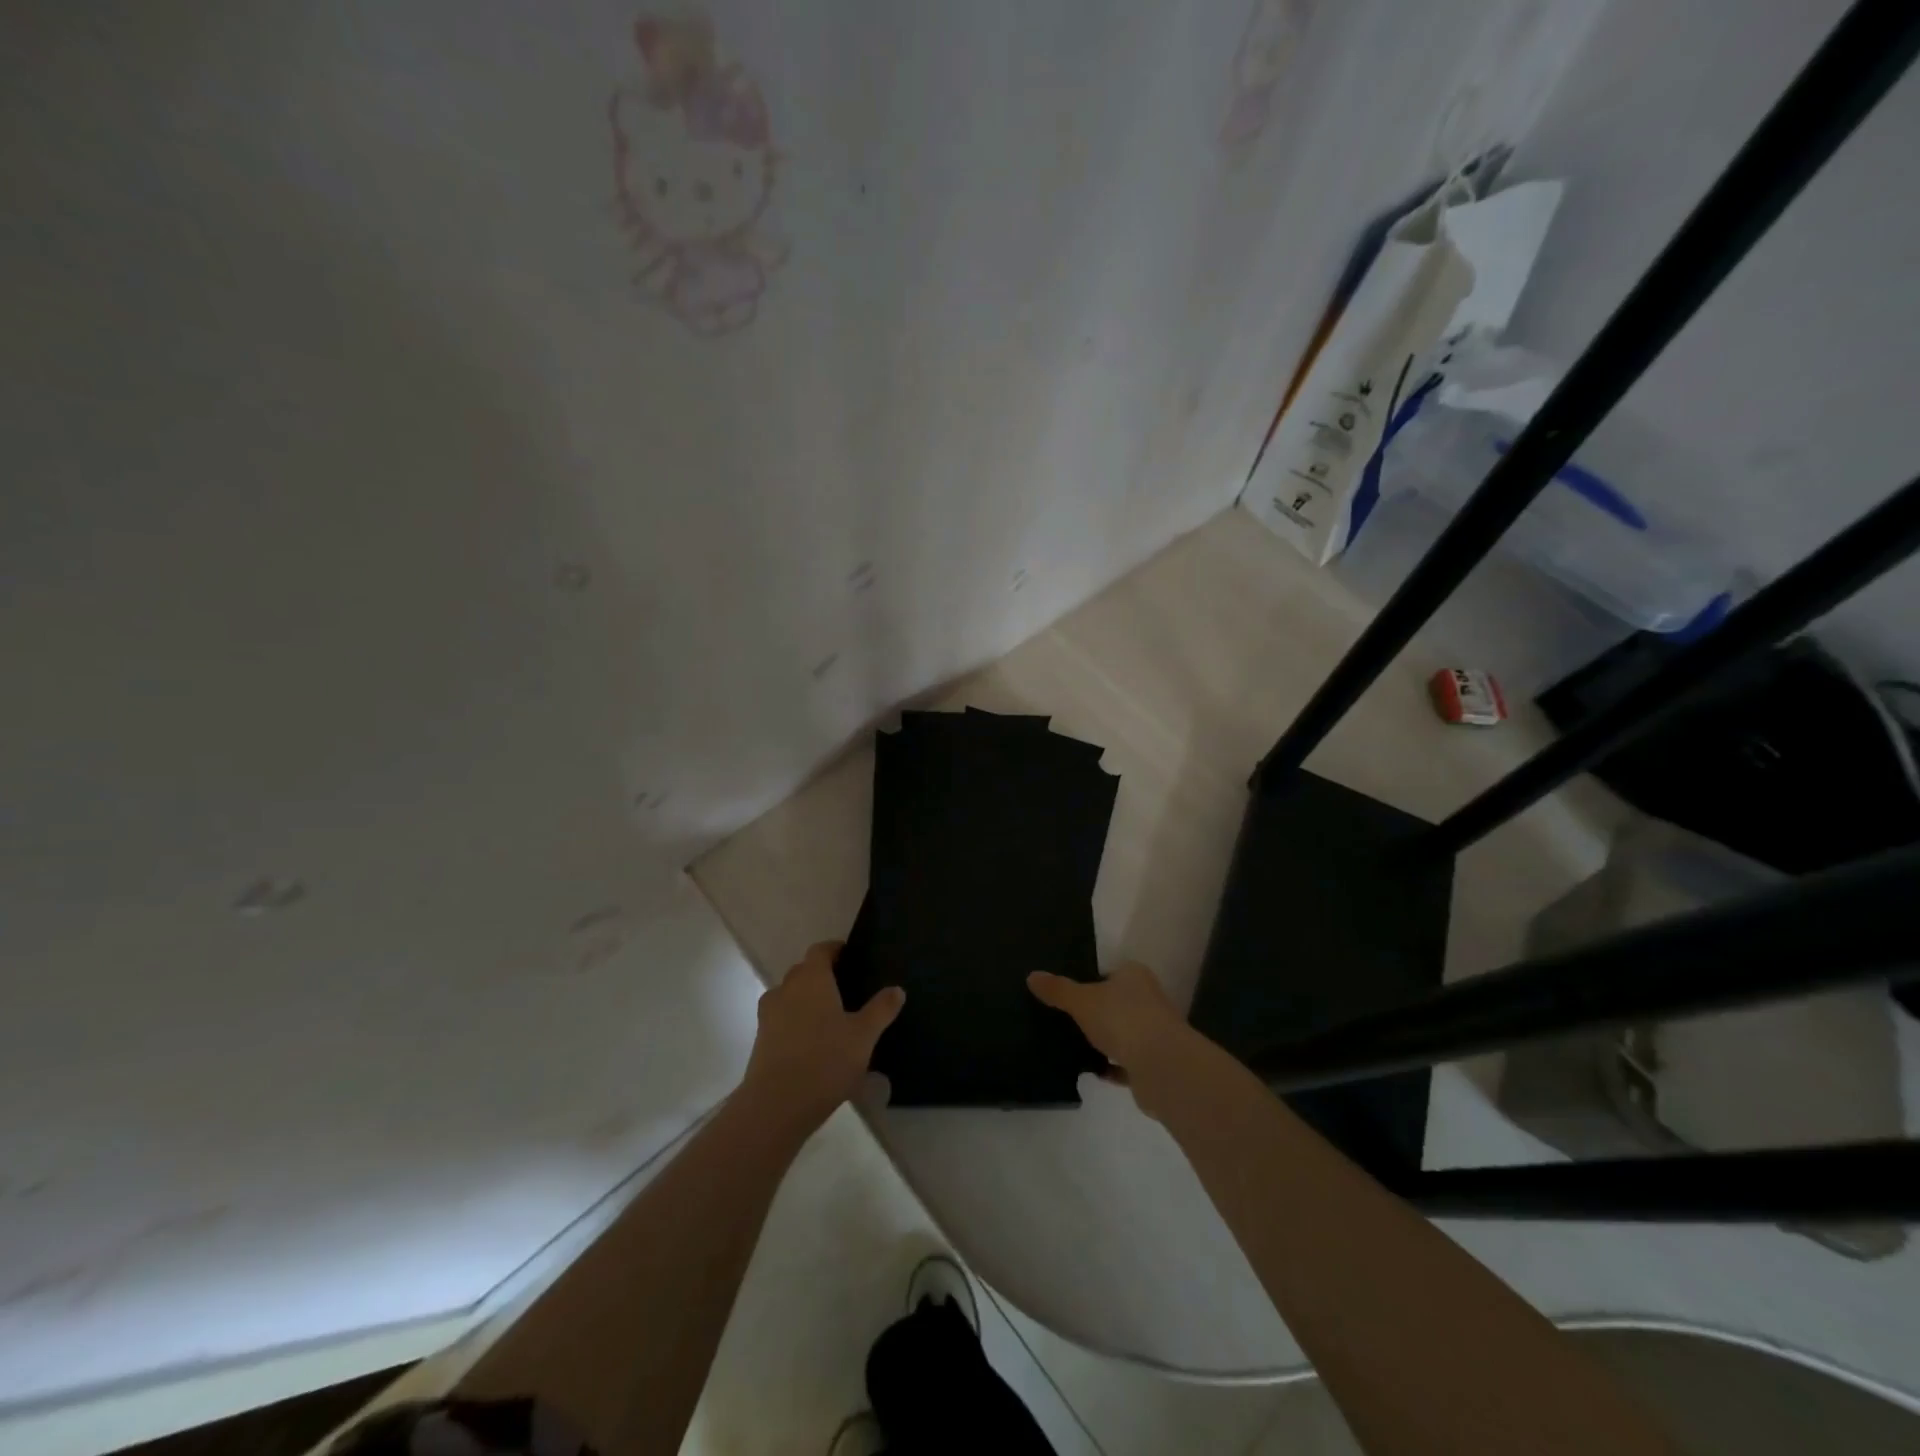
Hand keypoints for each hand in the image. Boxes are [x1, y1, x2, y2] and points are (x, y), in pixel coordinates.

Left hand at [742, 941, 904, 1135]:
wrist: (776, 1105)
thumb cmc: (825, 1061)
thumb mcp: (863, 1036)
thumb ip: (881, 1009)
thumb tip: (897, 989)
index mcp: (811, 979)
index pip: (820, 950)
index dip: (834, 949)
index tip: (850, 956)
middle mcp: (786, 989)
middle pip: (803, 971)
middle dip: (821, 974)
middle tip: (846, 988)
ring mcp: (769, 1015)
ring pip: (789, 995)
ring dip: (806, 999)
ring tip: (829, 1016)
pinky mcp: (761, 1040)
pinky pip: (781, 1019)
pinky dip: (795, 1021)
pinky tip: (812, 1042)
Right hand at [1028, 962, 1197, 1119]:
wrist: (1162, 1067)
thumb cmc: (1122, 1020)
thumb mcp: (1081, 1001)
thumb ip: (1057, 990)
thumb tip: (1032, 975)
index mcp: (1134, 976)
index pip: (1109, 972)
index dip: (1090, 980)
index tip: (1066, 993)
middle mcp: (1148, 999)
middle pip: (1116, 1002)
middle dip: (1095, 1012)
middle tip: (1063, 1019)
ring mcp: (1154, 1032)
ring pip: (1122, 1033)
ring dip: (1103, 1040)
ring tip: (1071, 1045)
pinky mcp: (1154, 1063)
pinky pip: (1125, 1063)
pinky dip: (1110, 1067)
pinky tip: (1089, 1071)